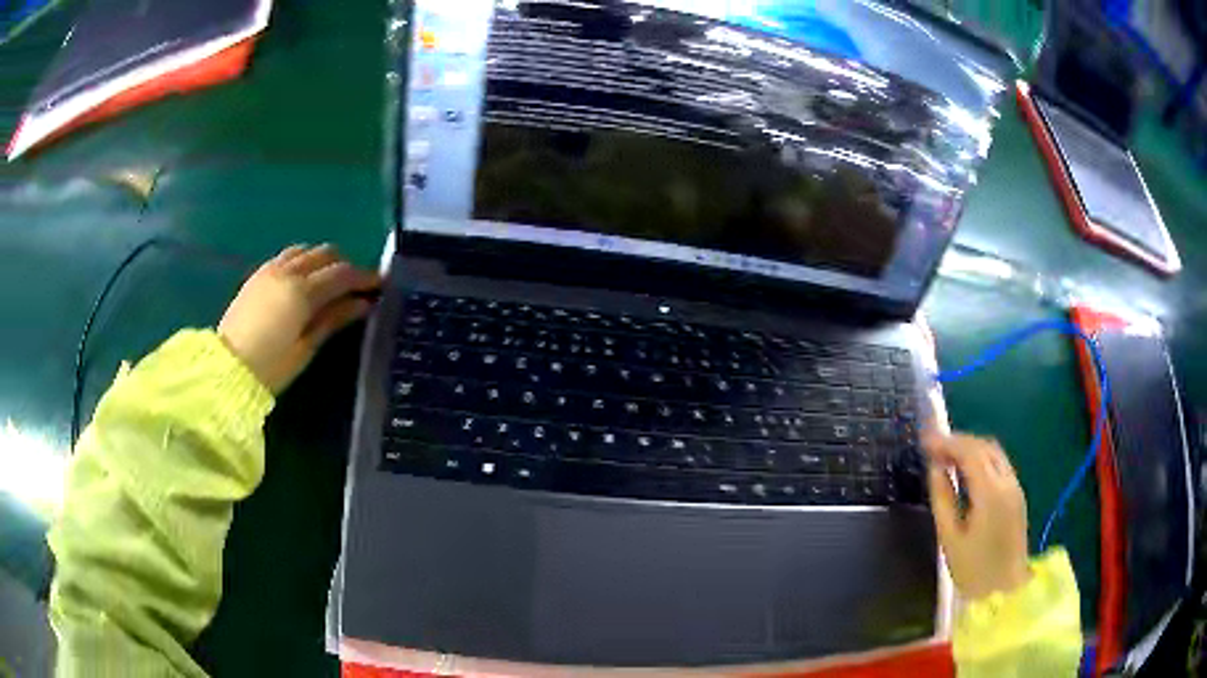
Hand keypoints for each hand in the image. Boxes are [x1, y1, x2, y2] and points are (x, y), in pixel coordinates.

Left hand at [218, 244, 380, 393]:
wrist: (226, 368)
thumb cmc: (270, 367)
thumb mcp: (306, 348)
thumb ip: (334, 319)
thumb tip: (362, 303)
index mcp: (302, 292)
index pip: (342, 273)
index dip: (364, 277)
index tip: (380, 284)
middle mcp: (288, 271)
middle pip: (326, 253)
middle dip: (345, 266)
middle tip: (355, 287)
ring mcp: (271, 269)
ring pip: (306, 250)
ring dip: (323, 260)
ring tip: (329, 282)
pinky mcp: (258, 274)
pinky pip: (288, 255)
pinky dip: (303, 261)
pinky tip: (304, 280)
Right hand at [923, 430, 1031, 600]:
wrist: (1005, 590)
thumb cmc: (973, 570)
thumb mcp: (950, 538)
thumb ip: (943, 499)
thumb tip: (936, 469)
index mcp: (990, 492)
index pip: (969, 452)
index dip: (947, 442)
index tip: (925, 440)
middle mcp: (1006, 481)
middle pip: (984, 446)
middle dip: (959, 441)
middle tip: (934, 448)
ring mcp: (1015, 487)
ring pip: (994, 452)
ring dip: (971, 448)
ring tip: (947, 457)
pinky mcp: (1017, 495)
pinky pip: (999, 464)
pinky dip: (981, 459)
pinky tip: (966, 472)